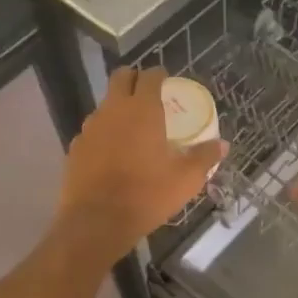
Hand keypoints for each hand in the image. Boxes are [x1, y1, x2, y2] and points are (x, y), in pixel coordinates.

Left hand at [58, 66, 226, 258]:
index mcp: (142, 110)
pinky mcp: (75, 148)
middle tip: (148, 96)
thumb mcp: (186, 180)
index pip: (149, 76)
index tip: (167, 82)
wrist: (97, 222)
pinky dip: (104, 135)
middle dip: (134, 80)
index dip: (159, 75)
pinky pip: (93, 132)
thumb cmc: (147, 195)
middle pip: (121, 78)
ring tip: (133, 130)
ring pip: (105, 105)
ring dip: (118, 109)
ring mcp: (90, 128)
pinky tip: (113, 155)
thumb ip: (204, 157)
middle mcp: (113, 110)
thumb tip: (222, 145)